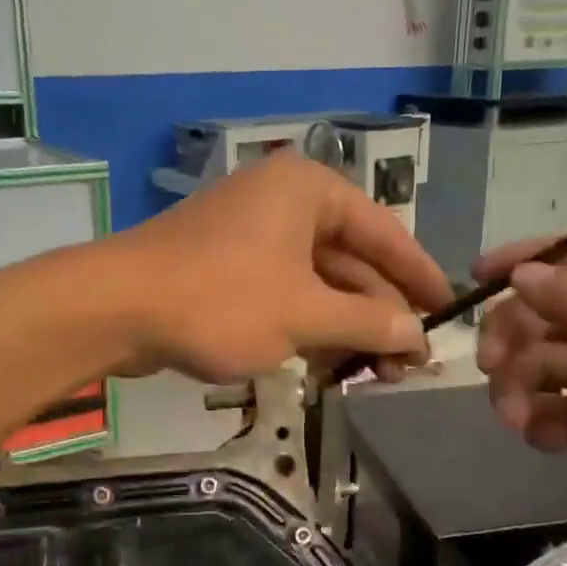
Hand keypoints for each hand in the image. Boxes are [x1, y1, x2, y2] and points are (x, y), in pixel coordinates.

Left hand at [105, 153, 453, 383]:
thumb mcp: (305, 315)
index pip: (384, 231)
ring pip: (315, 280)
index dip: (419, 275)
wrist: (116, 307)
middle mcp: (283, 200)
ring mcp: (250, 232)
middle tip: (407, 364)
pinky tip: (326, 366)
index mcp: (309, 190)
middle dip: (378, 313)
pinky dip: (305, 326)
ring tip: (373, 375)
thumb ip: (367, 322)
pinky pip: (282, 291)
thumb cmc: (222, 300)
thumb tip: (417, 334)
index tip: (450, 310)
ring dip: (343, 327)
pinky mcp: (225, 264)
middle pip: (350, 258)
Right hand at [474, 237, 566, 565]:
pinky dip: (542, 419)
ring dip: (522, 385)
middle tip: (488, 365)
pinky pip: (559, 407)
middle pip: (560, 311)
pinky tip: (544, 441)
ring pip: (551, 362)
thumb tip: (523, 275)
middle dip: (518, 336)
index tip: (479, 278)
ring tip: (514, 420)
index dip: (533, 261)